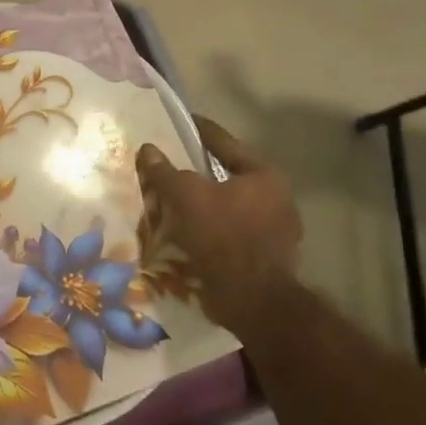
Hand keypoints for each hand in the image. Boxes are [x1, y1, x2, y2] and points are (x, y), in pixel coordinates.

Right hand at [136, 118, 302, 337]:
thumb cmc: (223, 236)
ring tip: (171, 202)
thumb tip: (148, 149)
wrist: (253, 302)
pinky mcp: (265, 258)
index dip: (197, 130)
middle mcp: (276, 198)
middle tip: (169, 166)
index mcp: (264, 175)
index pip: (224, 142)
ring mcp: (275, 231)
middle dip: (197, 173)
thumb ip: (165, 171)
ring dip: (201, 205)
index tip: (178, 122)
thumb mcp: (186, 196)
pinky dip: (208, 230)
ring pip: (227, 207)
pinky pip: (229, 232)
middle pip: (226, 176)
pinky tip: (185, 233)